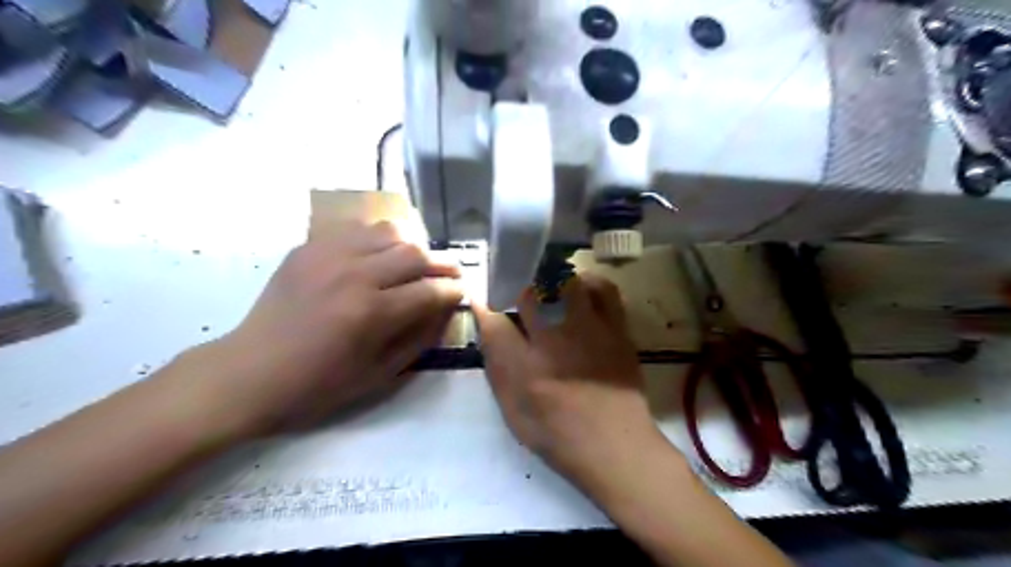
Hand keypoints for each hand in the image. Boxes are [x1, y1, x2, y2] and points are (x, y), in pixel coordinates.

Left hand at [198, 222, 465, 432]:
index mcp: (371, 313)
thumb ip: (421, 338)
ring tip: (418, 262)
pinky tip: (381, 255)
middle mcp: (354, 275)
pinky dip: (379, 239)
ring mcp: (328, 255)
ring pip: (390, 232)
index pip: (431, 291)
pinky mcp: (309, 248)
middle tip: (452, 274)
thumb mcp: (379, 374)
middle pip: (416, 253)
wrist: (249, 373)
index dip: (454, 292)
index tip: (463, 294)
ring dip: (413, 246)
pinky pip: (357, 229)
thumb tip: (447, 311)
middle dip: (444, 264)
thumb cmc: (318, 385)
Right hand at [477, 273, 670, 486]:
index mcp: (526, 367)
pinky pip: (604, 290)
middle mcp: (556, 341)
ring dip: (551, 281)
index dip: (484, 307)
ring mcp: (590, 331)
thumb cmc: (558, 435)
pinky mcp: (617, 329)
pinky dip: (590, 283)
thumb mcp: (514, 411)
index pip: (495, 322)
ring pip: (566, 282)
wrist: (616, 447)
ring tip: (548, 290)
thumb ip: (497, 369)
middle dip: (516, 288)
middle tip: (516, 293)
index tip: (480, 299)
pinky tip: (581, 293)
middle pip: (529, 293)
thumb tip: (487, 330)